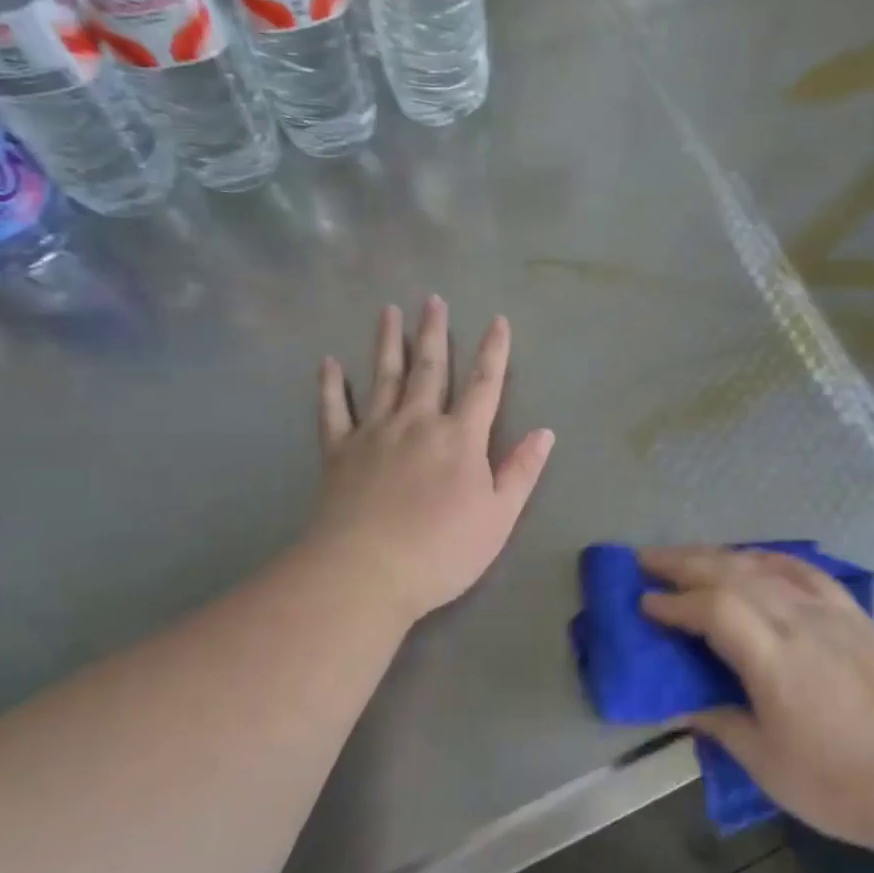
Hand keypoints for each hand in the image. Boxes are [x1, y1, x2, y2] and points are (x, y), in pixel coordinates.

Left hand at [307, 297, 554, 624]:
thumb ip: (521, 472)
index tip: (497, 320)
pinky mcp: (339, 451)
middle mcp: (418, 423)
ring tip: (389, 312)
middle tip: (432, 300)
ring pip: (384, 377)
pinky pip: (334, 409)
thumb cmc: (442, 550)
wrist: (366, 572)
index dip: (493, 352)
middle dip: (433, 333)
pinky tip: (328, 362)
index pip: (483, 386)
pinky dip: (331, 385)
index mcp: (460, 438)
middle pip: (429, 369)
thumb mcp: (498, 518)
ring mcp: (375, 433)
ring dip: (388, 342)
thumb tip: (545, 432)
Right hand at [641, 547, 873, 853]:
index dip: (672, 602)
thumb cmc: (842, 784)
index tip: (643, 603)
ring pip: (763, 565)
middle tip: (646, 561)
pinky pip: (802, 569)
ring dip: (718, 555)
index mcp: (773, 658)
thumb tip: (679, 704)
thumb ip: (719, 722)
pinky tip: (753, 558)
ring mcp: (829, 610)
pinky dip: (768, 557)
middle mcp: (798, 620)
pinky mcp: (853, 612)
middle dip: (683, 562)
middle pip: (730, 572)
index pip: (711, 609)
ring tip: (687, 556)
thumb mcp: (767, 764)